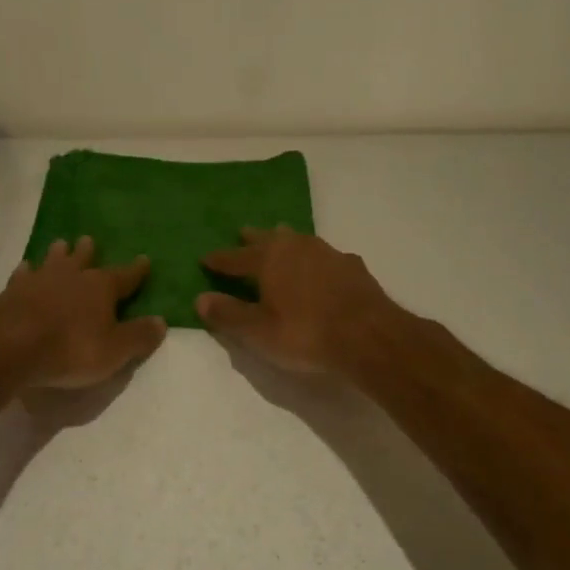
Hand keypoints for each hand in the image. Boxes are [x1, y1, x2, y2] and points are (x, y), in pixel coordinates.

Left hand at [0, 236, 165, 387]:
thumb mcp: (114, 350)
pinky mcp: (12, 291)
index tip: (145, 259)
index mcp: (101, 287)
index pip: (125, 276)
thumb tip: (162, 322)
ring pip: (53, 260)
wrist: (10, 345)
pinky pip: (22, 275)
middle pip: (84, 259)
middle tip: (88, 239)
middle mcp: (72, 276)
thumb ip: (138, 336)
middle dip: (89, 251)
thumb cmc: (70, 348)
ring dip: (58, 254)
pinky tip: (24, 268)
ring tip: (60, 244)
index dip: (136, 270)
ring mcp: (40, 280)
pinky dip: (26, 271)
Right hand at [197, 226, 397, 374]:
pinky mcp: (352, 266)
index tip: (205, 258)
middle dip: (253, 239)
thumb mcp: (259, 332)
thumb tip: (200, 298)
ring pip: (299, 240)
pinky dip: (315, 259)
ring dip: (285, 241)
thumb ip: (229, 314)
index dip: (219, 260)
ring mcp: (327, 253)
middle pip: (268, 239)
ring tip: (279, 239)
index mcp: (268, 259)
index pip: (235, 258)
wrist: (369, 336)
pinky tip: (321, 266)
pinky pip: (325, 256)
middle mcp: (296, 247)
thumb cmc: (306, 334)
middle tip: (243, 233)